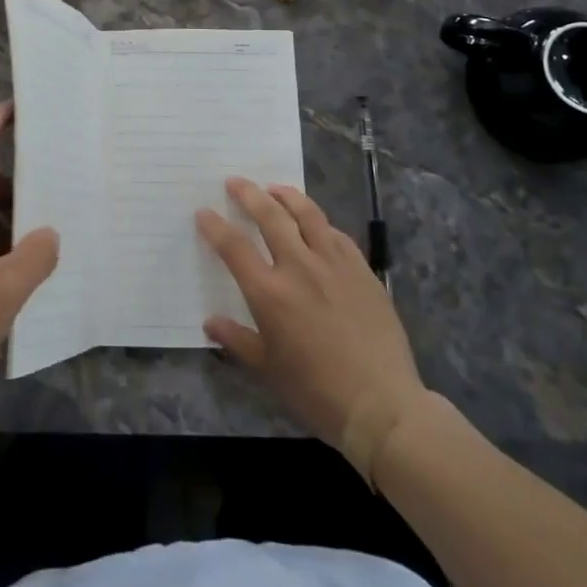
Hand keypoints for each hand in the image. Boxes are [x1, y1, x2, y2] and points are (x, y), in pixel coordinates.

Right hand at [197, 178, 429, 481]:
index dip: (215, 226)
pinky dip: (320, 223)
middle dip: (248, 194)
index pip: (234, 247)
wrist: (382, 405)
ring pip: (307, 214)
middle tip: (235, 182)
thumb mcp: (268, 370)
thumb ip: (237, 340)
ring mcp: (333, 264)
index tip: (204, 212)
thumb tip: (210, 323)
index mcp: (269, 293)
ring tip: (274, 188)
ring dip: (286, 195)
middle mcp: (299, 267)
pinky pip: (336, 234)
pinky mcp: (361, 269)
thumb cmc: (316, 392)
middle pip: (269, 216)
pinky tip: (316, 224)